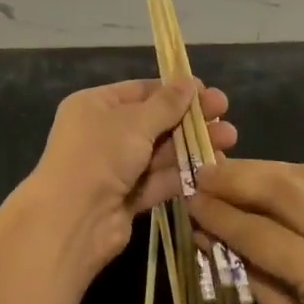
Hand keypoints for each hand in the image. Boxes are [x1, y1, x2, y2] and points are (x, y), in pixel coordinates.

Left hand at [26, 79, 236, 269]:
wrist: (72, 221)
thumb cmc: (99, 156)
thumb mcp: (135, 122)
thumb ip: (167, 104)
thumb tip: (190, 81)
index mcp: (95, 105)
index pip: (141, 91)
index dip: (175, 91)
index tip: (208, 92)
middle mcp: (104, 133)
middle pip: (154, 121)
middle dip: (190, 119)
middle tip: (226, 115)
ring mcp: (115, 167)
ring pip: (160, 151)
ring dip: (193, 145)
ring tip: (230, 140)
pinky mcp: (128, 197)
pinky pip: (159, 179)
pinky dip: (184, 173)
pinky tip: (215, 167)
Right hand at [189, 160, 303, 303]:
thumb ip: (251, 274)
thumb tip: (212, 232)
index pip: (257, 230)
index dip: (218, 213)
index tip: (187, 198)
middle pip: (279, 187)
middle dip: (234, 177)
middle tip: (201, 173)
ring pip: (301, 175)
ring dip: (259, 168)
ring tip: (226, 171)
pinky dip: (288, 177)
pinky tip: (264, 180)